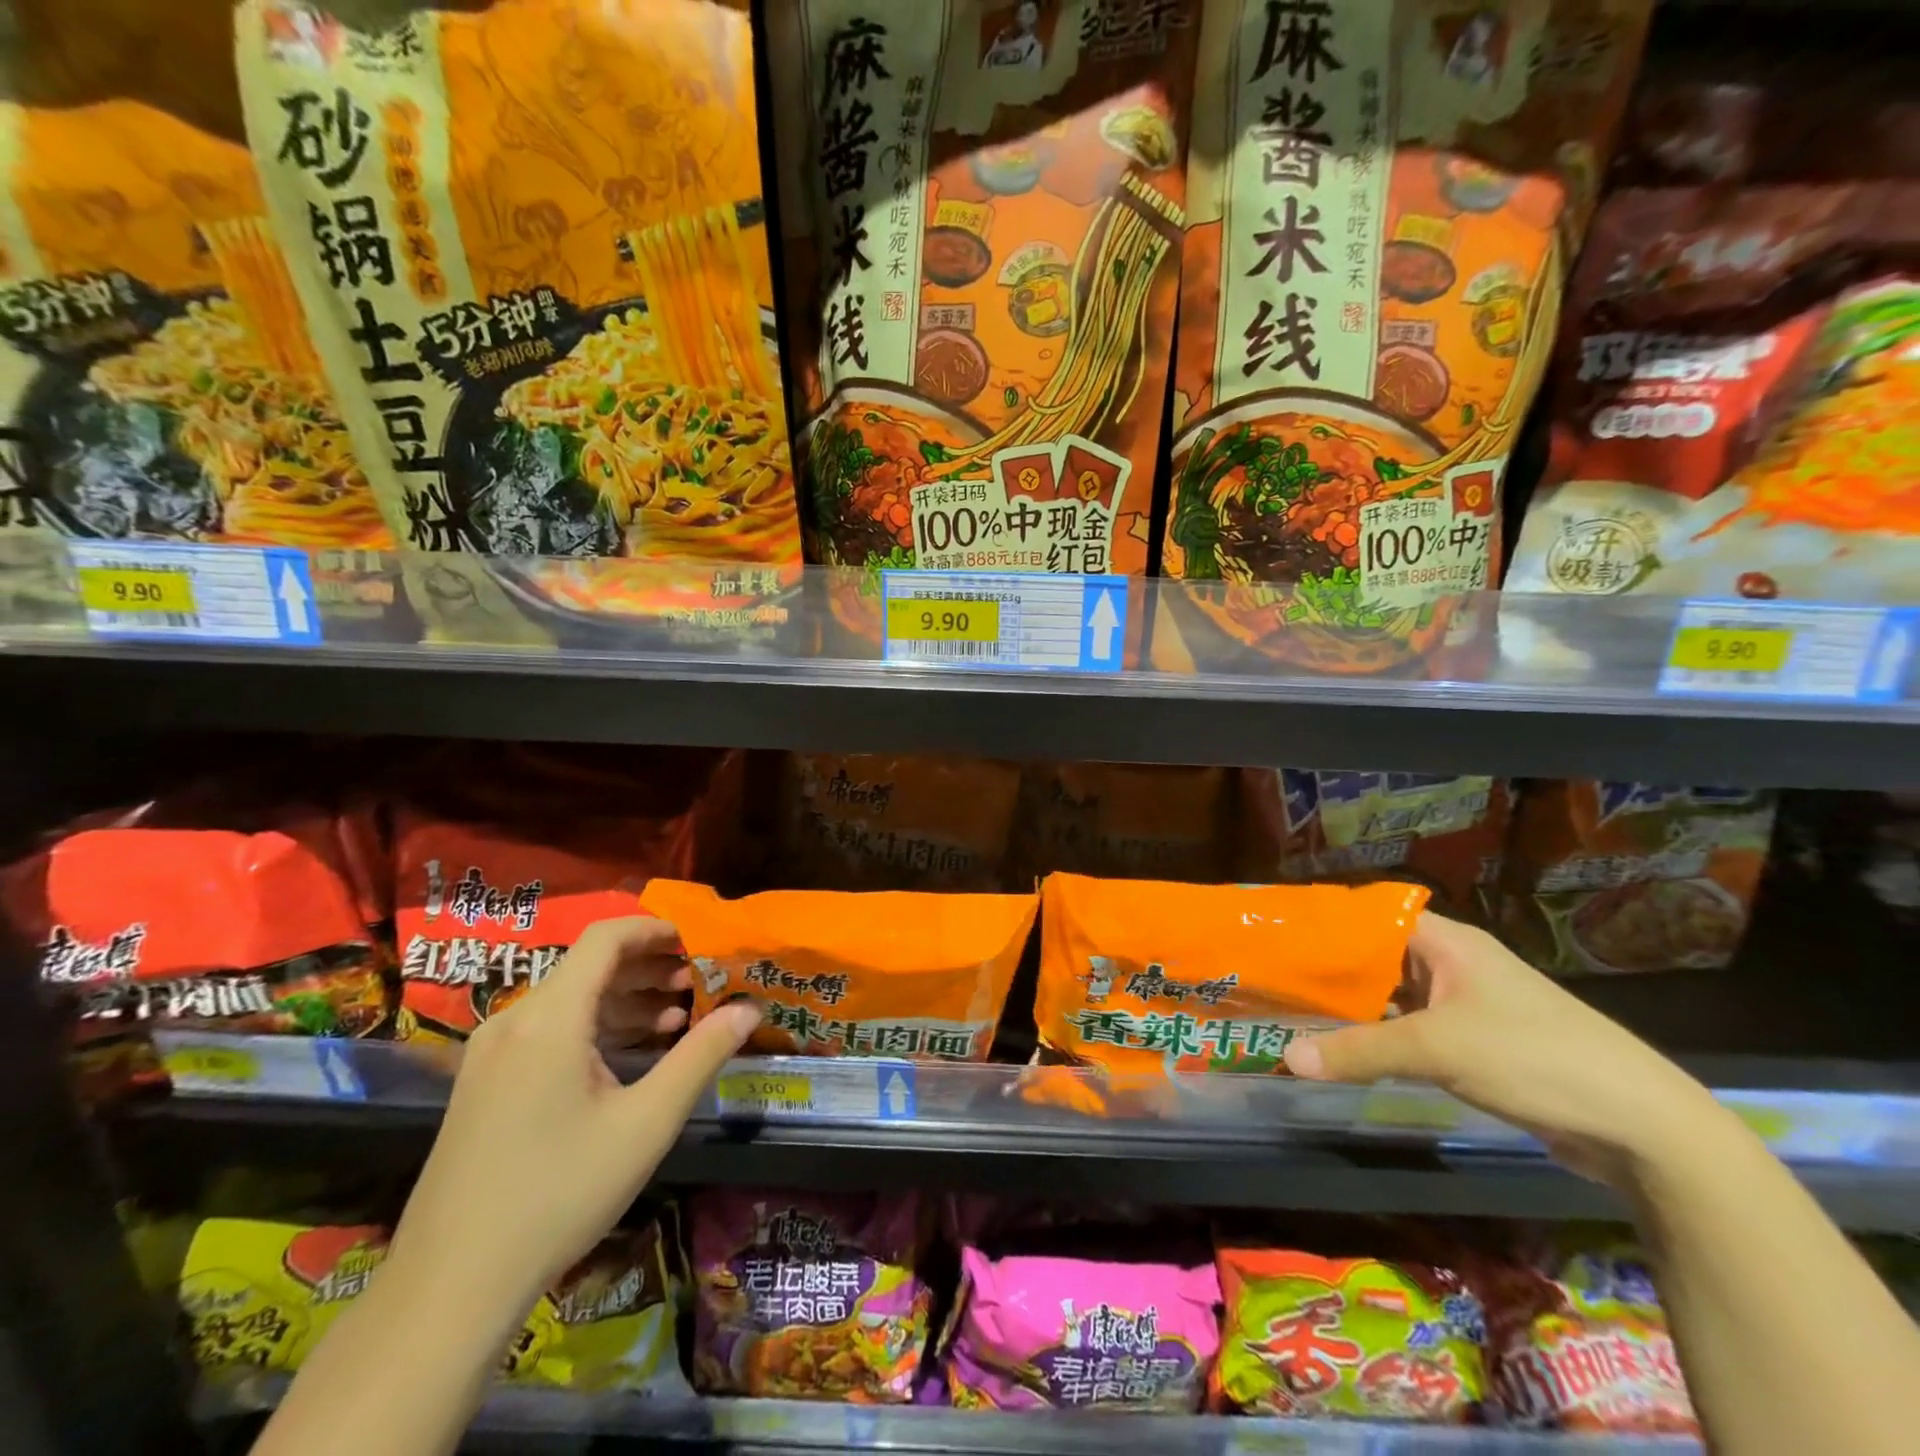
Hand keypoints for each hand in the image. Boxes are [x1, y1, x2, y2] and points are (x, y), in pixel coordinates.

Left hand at [385, 917, 761, 1320]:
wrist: (448, 1288)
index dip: (655, 930)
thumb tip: (749, 1009)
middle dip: (648, 966)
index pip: (605, 938)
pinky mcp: (484, 1082)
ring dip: (626, 998)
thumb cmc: (559, 1194)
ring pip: (570, 997)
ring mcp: (492, 1053)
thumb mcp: (646, 1123)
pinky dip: (596, 1025)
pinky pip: (549, 1028)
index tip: (697, 943)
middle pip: (589, 965)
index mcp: (549, 1018)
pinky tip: (630, 1053)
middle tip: (697, 984)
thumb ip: (701, 1056)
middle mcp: (514, 1020)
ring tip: (676, 1019)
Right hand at [1284, 912, 1721, 1185]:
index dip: (1325, 922)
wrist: (1642, 1126)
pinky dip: (1380, 1035)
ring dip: (1354, 1006)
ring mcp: (1467, 1005)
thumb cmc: (1533, 1058)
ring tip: (1294, 1010)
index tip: (1278, 935)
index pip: (1370, 915)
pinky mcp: (1477, 1043)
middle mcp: (1454, 964)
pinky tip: (1345, 1048)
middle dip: (1330, 969)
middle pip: (1377, 956)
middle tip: (1274, 978)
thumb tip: (1286, 1057)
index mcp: (1447, 942)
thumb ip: (1360, 1051)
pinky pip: (1413, 1028)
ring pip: (1393, 995)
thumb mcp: (1437, 1049)